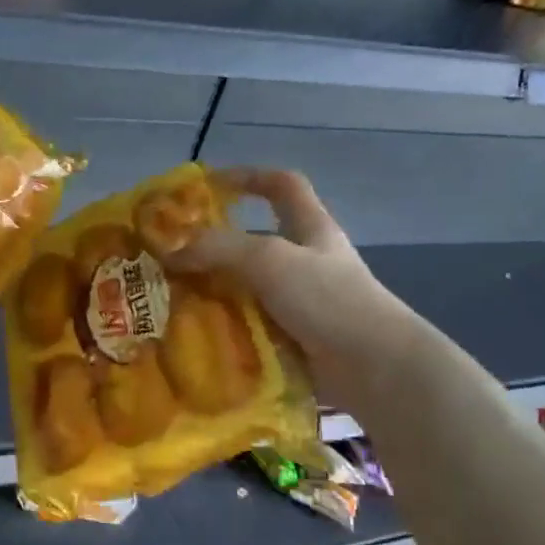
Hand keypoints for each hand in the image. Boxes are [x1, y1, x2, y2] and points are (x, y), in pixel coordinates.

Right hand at [175, 169, 425, 408]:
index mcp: (311, 229)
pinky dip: (221, 329)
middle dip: (212, 248)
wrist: (374, 367)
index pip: (283, 186)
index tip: (210, 185)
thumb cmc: (328, 298)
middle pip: (252, 242)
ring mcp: (299, 302)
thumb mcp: (269, 259)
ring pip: (244, 288)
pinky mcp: (291, 338)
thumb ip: (218, 248)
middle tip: (170, 258)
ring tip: (170, 300)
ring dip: (211, 293)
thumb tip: (170, 252)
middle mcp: (304, 261)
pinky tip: (192, 335)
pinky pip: (246, 326)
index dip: (249, 177)